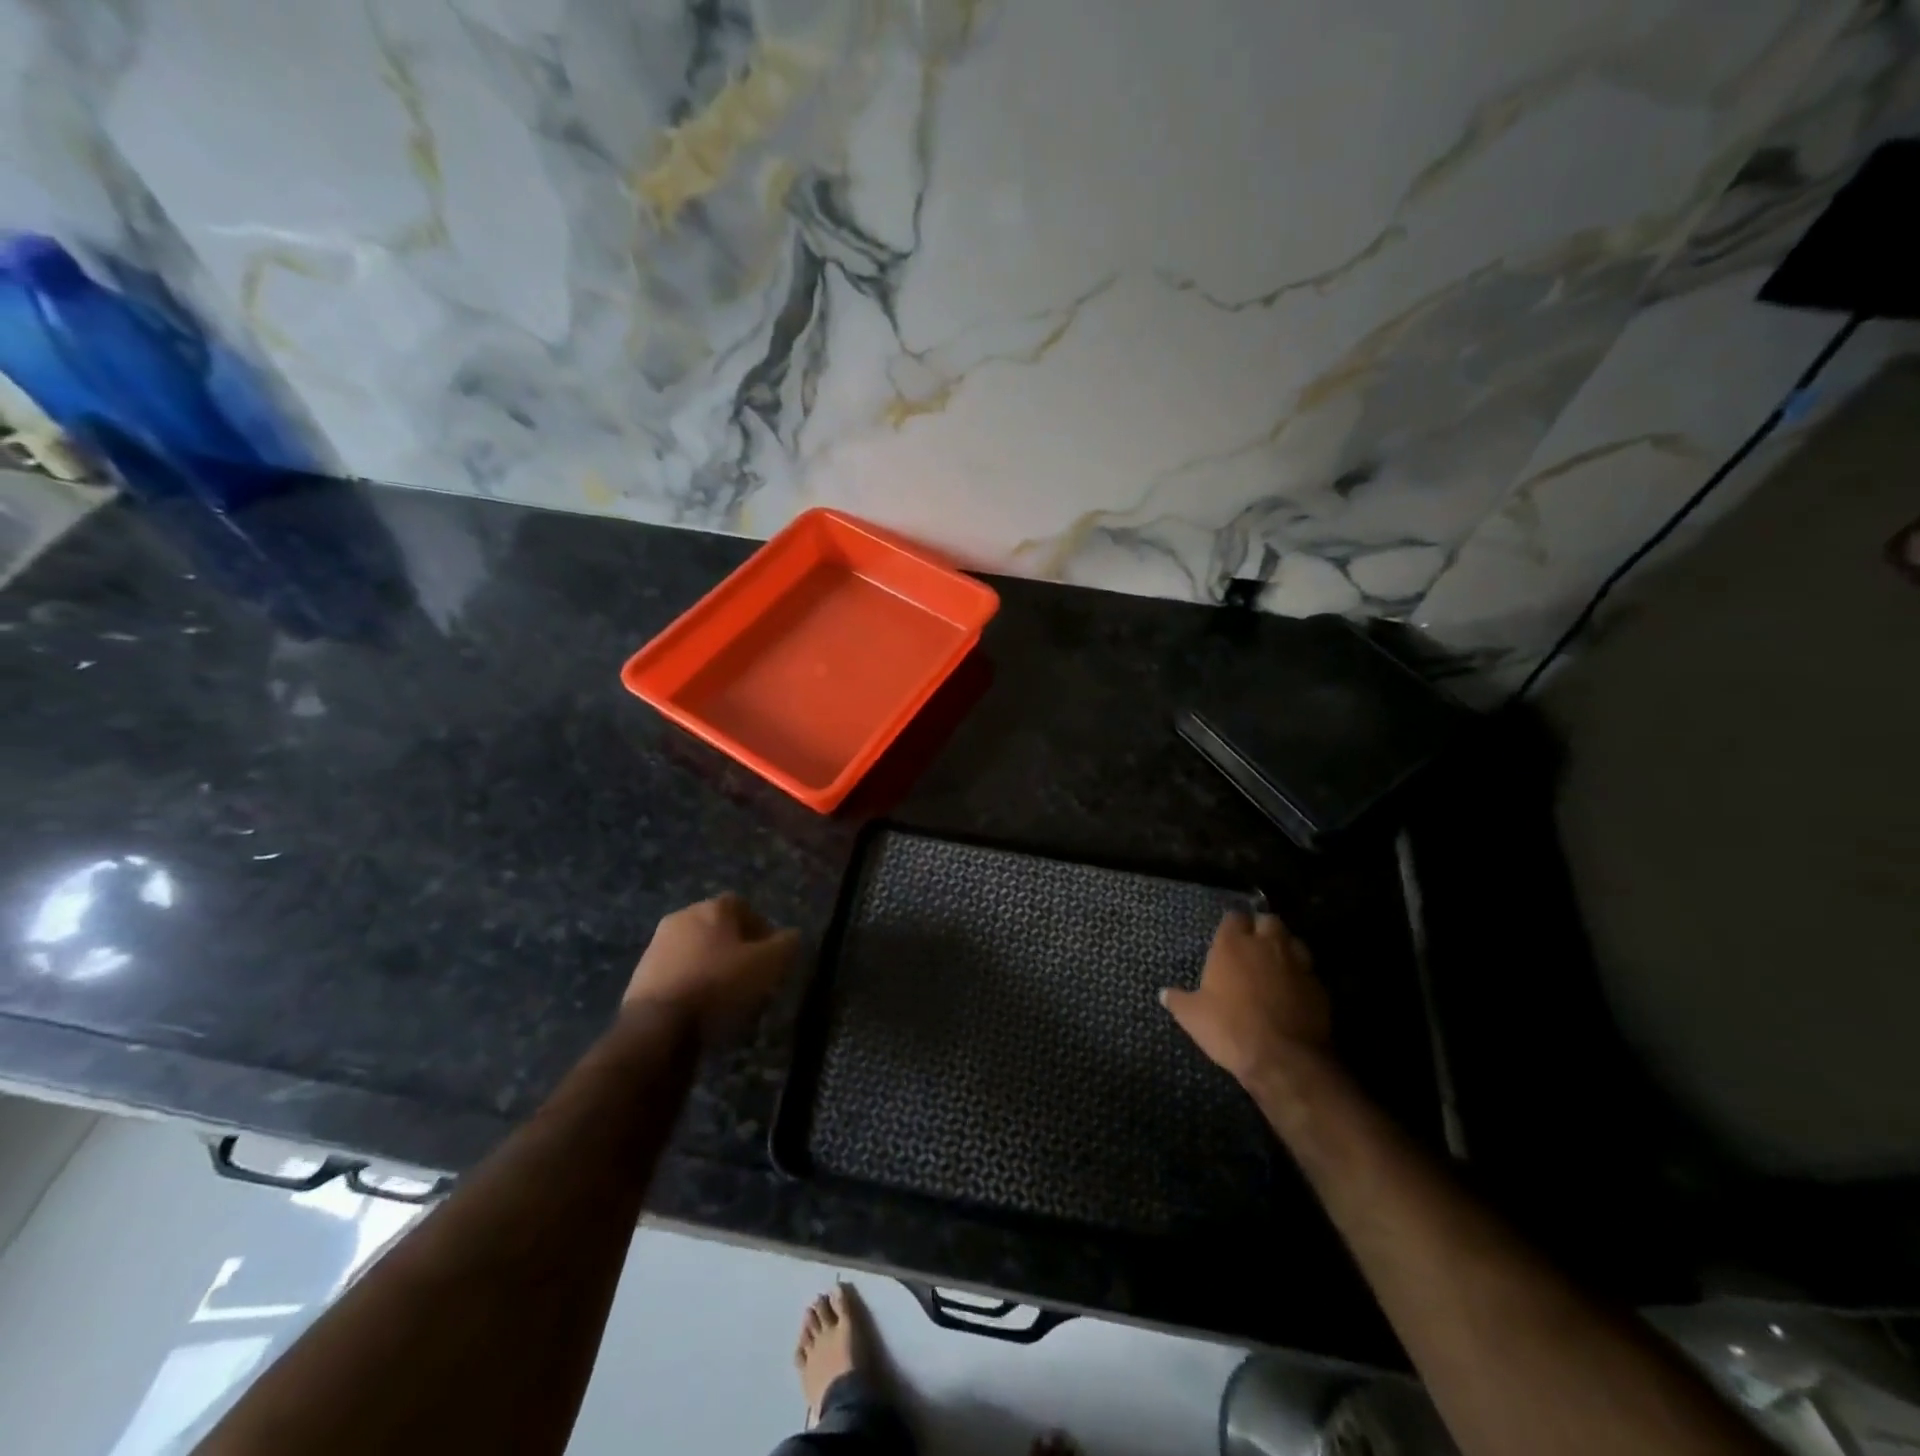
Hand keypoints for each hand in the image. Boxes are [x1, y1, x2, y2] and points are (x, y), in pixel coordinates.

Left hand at [625, 894, 800, 1043]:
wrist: (656, 1025)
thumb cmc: (719, 985)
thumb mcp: (768, 965)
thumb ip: (785, 945)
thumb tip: (792, 935)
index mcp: (713, 908)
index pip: (744, 906)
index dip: (761, 929)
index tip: (771, 955)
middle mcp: (682, 917)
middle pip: (718, 927)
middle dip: (736, 947)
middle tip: (751, 975)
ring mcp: (657, 945)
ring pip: (696, 950)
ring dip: (711, 966)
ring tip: (726, 997)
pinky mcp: (641, 975)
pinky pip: (677, 973)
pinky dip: (691, 984)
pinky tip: (700, 1009)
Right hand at [1161, 909, 1332, 1089]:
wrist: (1284, 1059)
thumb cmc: (1230, 1029)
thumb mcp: (1193, 1017)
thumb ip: (1178, 1000)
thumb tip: (1164, 993)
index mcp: (1233, 945)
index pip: (1234, 917)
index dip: (1232, 925)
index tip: (1227, 936)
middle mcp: (1266, 945)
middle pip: (1268, 920)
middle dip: (1262, 928)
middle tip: (1253, 945)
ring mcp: (1297, 964)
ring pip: (1293, 941)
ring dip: (1284, 947)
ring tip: (1275, 963)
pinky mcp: (1319, 987)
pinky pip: (1308, 970)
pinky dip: (1300, 975)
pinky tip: (1293, 990)